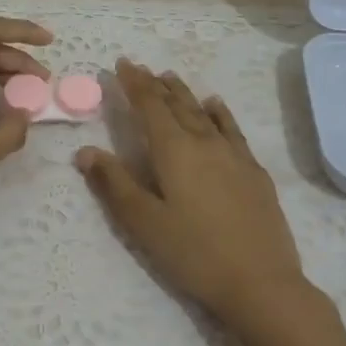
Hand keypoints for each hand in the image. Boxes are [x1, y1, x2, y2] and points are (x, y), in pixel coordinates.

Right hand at [76, 61, 322, 339]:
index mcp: (174, 150)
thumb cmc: (193, 253)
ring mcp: (234, 154)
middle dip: (156, 85)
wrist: (260, 281)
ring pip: (204, 112)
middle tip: (142, 68)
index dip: (134, 83)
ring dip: (184, 93)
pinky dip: (219, 112)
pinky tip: (216, 105)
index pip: (149, 106)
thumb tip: (85, 150)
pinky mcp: (254, 171)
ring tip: (171, 77)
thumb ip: (114, 183)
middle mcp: (204, 142)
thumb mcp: (144, 222)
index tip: (122, 63)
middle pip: (177, 104)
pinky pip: (232, 128)